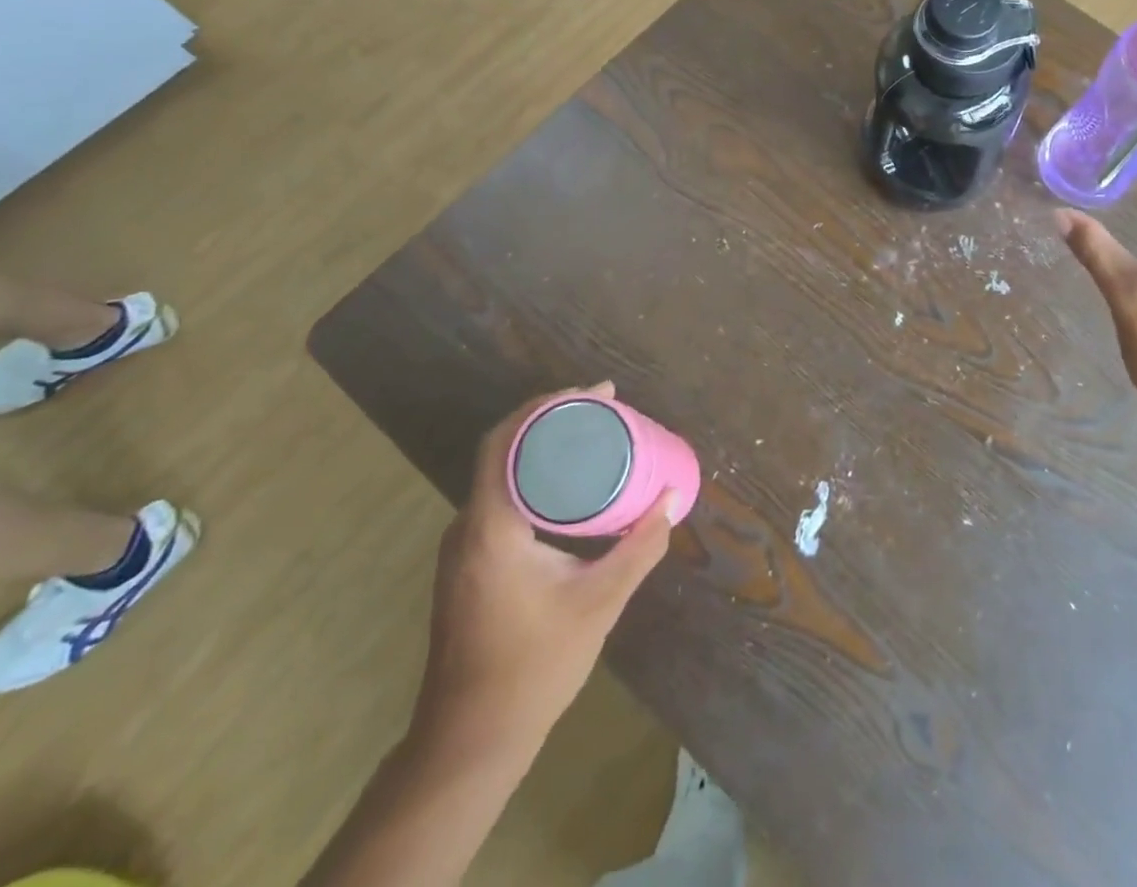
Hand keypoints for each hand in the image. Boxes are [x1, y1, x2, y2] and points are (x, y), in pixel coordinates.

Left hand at [409, 382, 676, 779]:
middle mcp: (468, 526)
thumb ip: (640, 547)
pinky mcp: (468, 565)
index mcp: (491, 526)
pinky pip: (501, 498)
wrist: (469, 742)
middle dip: (553, 419)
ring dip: (542, 447)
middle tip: (604, 409)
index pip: (506, 440)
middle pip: (504, 448)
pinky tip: (570, 487)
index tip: (596, 394)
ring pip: (500, 473)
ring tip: (593, 437)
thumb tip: (674, 498)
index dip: (548, 406)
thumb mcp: (599, 603)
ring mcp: (462, 548)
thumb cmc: (533, 667)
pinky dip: (534, 476)